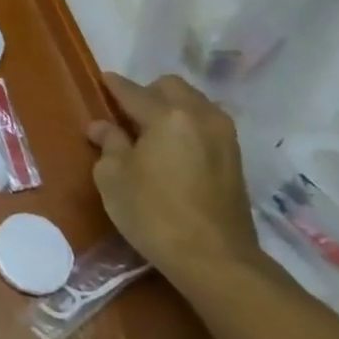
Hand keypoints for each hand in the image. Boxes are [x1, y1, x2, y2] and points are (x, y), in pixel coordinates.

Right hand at [87, 72, 261, 285]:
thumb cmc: (154, 214)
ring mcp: (224, 137)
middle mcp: (201, 116)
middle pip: (171, 87)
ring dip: (172, 108)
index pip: (133, 91)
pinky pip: (206, 124)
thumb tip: (102, 127)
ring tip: (151, 132)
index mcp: (168, 116)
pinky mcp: (235, 159)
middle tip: (127, 114)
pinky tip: (174, 149)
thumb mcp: (114, 178)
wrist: (214, 259)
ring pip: (194, 103)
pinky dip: (188, 126)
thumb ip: (109, 144)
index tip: (102, 80)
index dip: (114, 85)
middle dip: (148, 92)